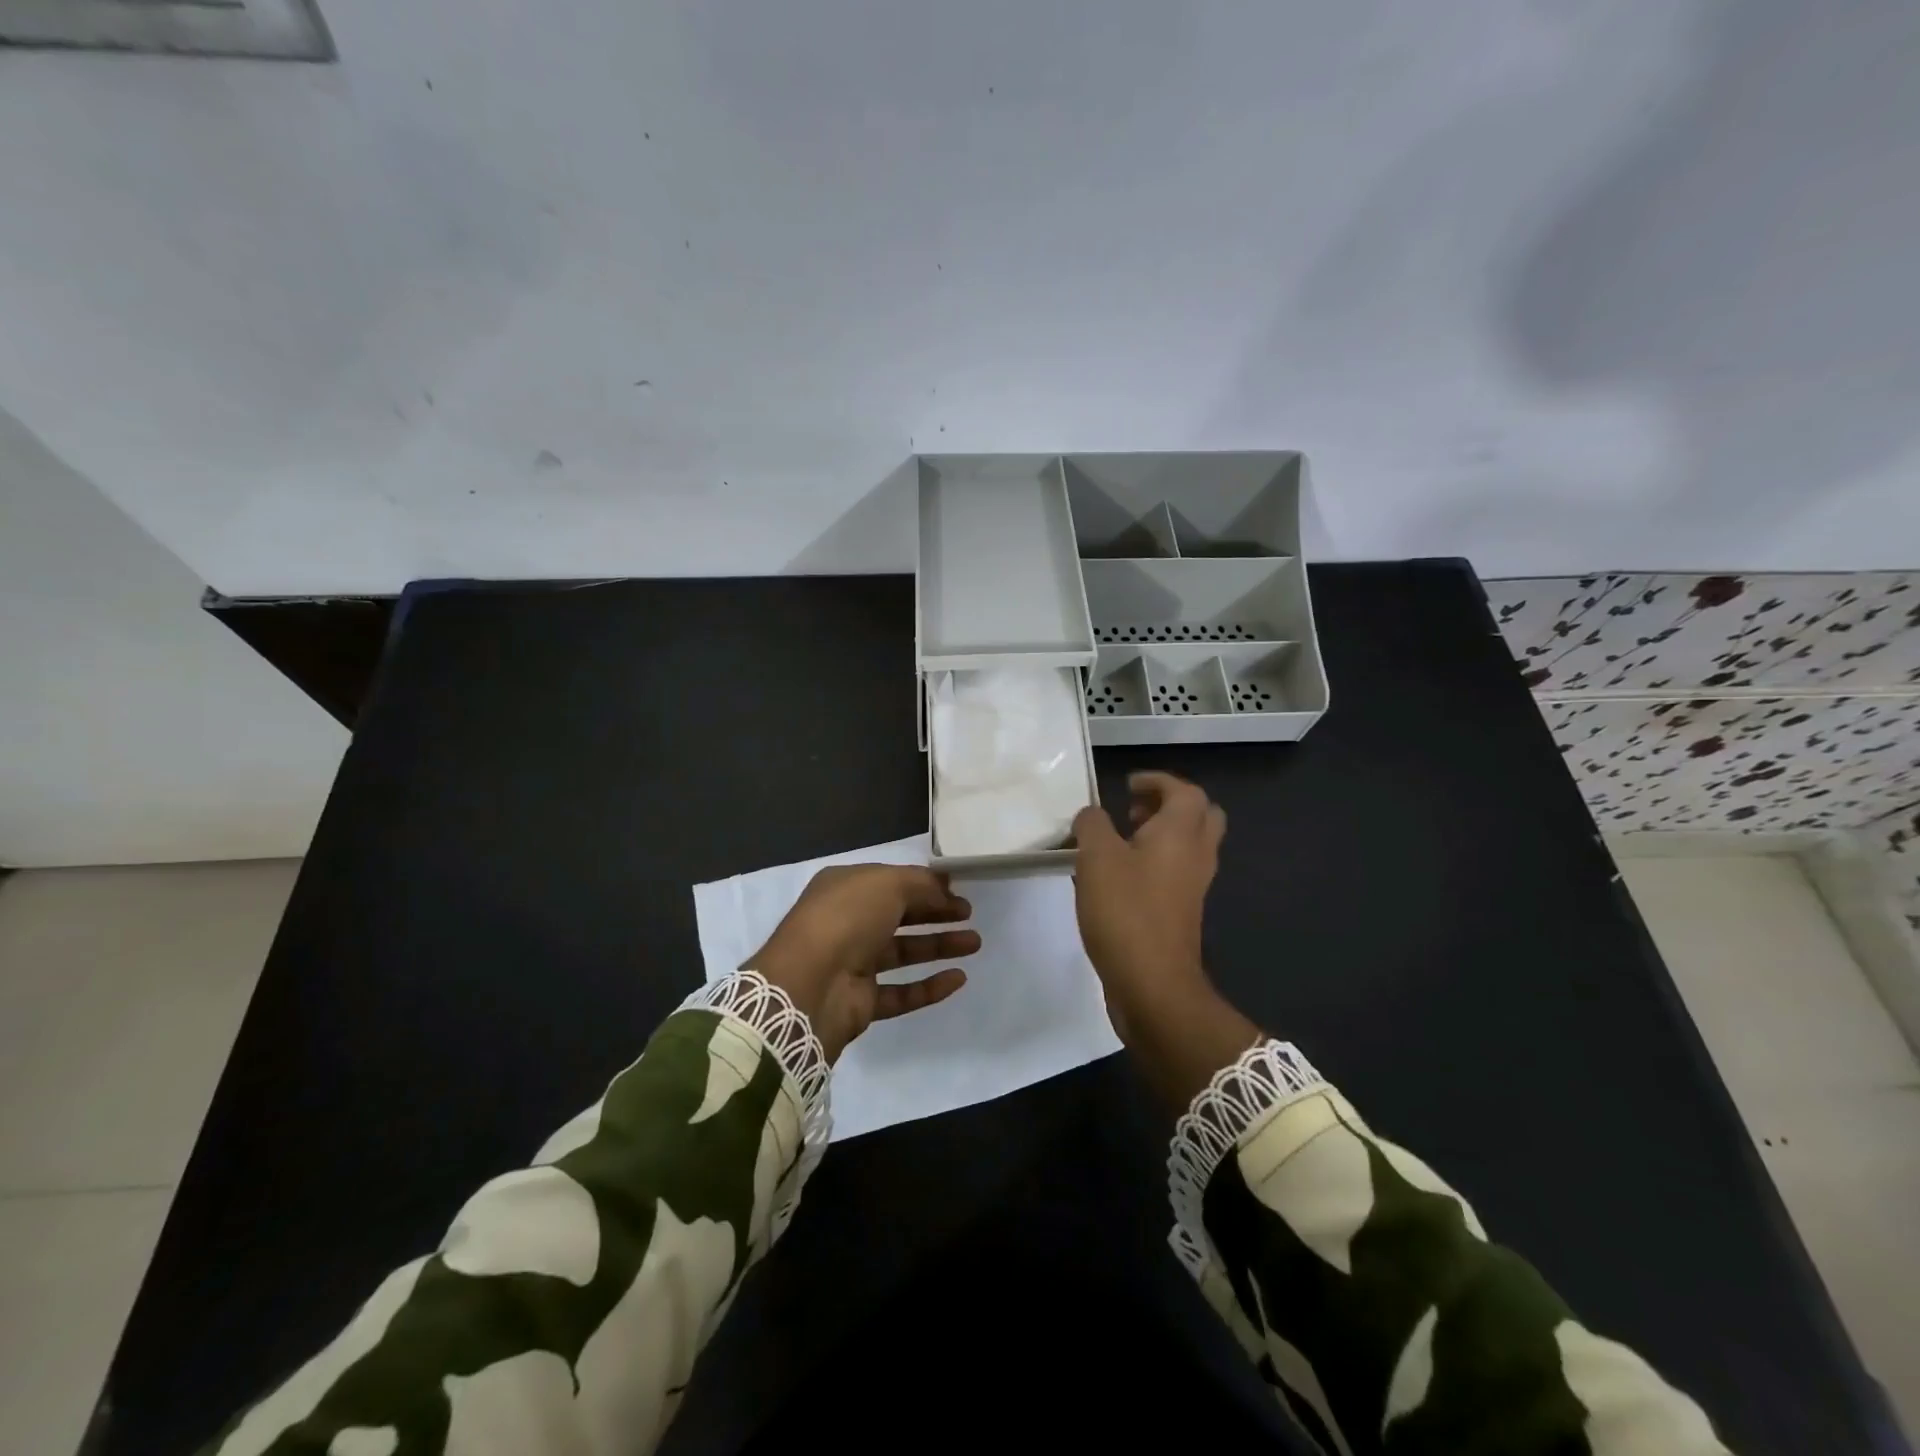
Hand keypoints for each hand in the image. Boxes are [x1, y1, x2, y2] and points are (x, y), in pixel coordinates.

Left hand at [748, 864, 979, 1061]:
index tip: (957, 888)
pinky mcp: (861, 1001)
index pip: (890, 882)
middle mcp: (847, 922)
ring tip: (975, 943)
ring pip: (903, 952)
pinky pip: (901, 992)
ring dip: (938, 946)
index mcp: (845, 888)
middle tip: (969, 914)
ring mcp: (853, 963)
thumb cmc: (846, 918)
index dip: (924, 884)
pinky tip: (959, 979)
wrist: (809, 985)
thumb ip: (921, 883)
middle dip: (935, 913)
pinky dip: (929, 986)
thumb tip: (945, 886)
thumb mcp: (887, 884)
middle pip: (899, 915)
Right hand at [1071, 772, 1224, 1041]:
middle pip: (1201, 816)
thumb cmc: (1126, 911)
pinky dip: (1155, 862)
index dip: (1157, 781)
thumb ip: (1092, 825)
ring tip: (1120, 841)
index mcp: (1181, 833)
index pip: (1184, 791)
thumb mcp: (1096, 857)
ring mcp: (1193, 887)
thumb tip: (1092, 816)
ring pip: (1189, 846)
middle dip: (1169, 805)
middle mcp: (1196, 855)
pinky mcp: (1182, 912)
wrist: (1152, 983)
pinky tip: (1117, 876)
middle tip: (1134, 810)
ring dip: (1161, 834)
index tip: (1126, 785)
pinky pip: (1176, 872)